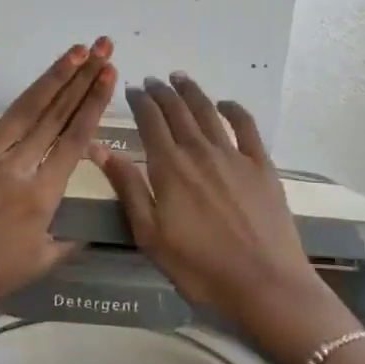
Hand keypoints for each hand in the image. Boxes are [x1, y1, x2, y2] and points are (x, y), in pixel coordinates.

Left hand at [0, 38, 117, 325]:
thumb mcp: (40, 264)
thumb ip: (71, 240)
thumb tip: (94, 226)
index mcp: (41, 194)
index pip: (75, 139)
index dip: (94, 104)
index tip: (109, 76)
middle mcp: (16, 166)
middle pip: (56, 115)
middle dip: (82, 79)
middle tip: (100, 48)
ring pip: (23, 109)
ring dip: (51, 77)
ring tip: (73, 51)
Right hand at [88, 72, 356, 363]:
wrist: (265, 285)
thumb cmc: (200, 267)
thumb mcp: (150, 235)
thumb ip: (127, 187)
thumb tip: (99, 148)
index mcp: (169, 167)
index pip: (150, 121)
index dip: (140, 101)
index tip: (132, 89)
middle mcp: (200, 151)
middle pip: (178, 111)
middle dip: (162, 92)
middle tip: (152, 81)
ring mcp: (234, 155)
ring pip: (208, 112)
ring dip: (192, 92)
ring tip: (180, 78)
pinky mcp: (262, 166)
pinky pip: (247, 126)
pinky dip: (233, 109)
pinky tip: (225, 104)